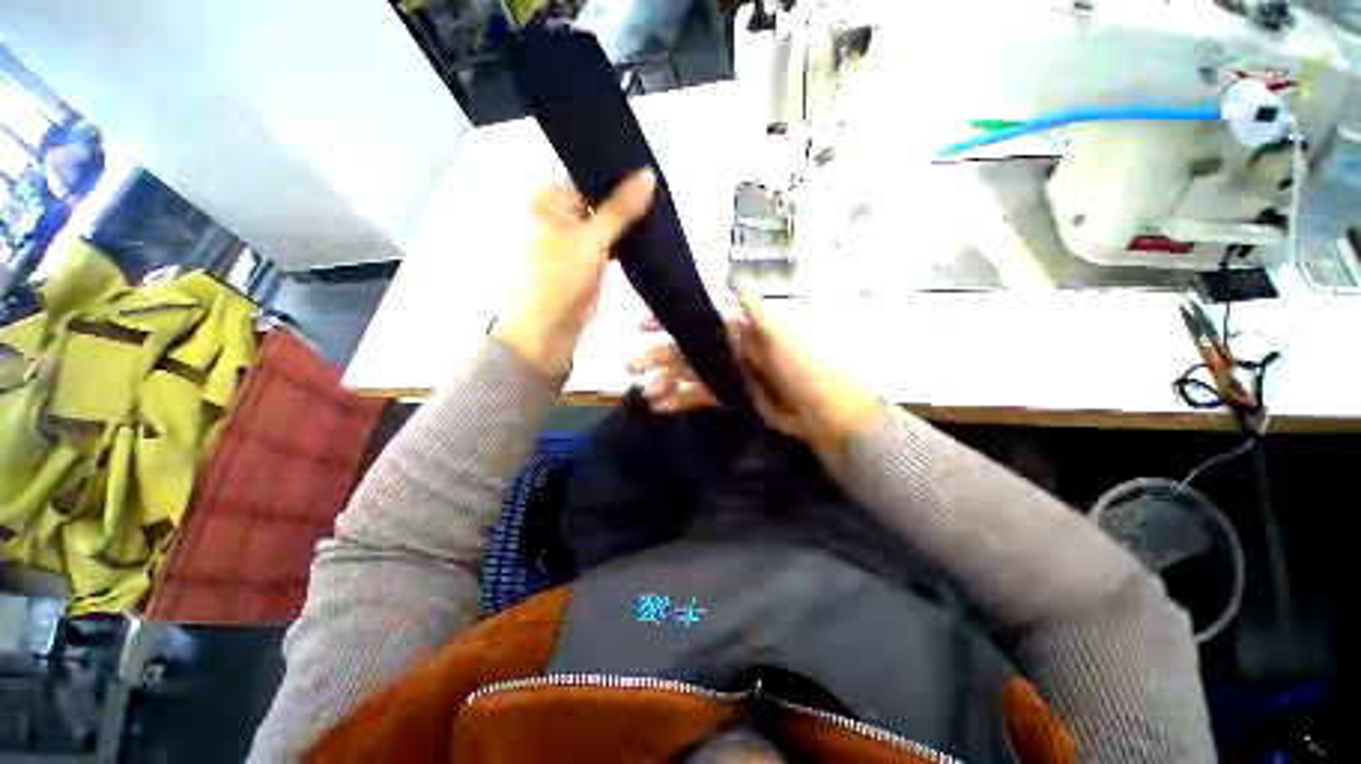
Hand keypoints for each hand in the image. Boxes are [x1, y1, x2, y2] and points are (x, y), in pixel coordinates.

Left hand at [491, 169, 655, 376]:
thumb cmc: (560, 279)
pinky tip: (649, 236)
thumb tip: (648, 174)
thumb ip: (621, 209)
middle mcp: (560, 218)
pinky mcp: (589, 263)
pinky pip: (610, 245)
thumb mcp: (591, 239)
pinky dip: (626, 242)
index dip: (617, 177)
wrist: (550, 330)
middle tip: (661, 195)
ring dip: (628, 223)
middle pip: (599, 201)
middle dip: (627, 201)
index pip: (588, 178)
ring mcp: (576, 242)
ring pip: (607, 225)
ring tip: (661, 212)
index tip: (649, 175)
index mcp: (549, 202)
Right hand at [627, 290, 879, 470]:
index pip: (697, 320)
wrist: (820, 409)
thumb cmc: (800, 366)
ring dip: (666, 383)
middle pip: (687, 350)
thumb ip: (755, 309)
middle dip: (658, 357)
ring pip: (690, 375)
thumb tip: (733, 278)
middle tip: (631, 368)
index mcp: (738, 330)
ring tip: (645, 394)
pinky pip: (701, 397)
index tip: (642, 327)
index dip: (671, 323)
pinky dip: (681, 401)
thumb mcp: (779, 334)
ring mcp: (729, 374)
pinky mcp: (731, 398)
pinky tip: (662, 408)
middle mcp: (729, 349)